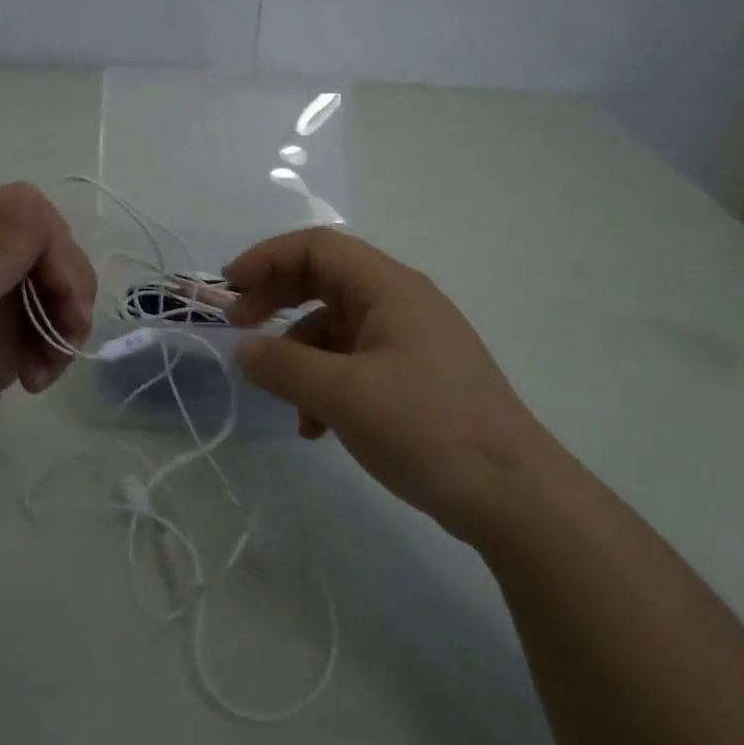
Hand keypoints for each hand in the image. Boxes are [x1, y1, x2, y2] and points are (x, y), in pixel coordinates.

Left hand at [0, 184, 94, 514]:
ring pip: (48, 289)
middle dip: (67, 282)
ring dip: (64, 320)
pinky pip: (41, 330)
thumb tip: (36, 205)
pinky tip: (37, 382)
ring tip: (53, 364)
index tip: (61, 284)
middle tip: (73, 323)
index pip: (17, 206)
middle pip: (41, 246)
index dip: (50, 237)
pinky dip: (51, 351)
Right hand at [224, 227, 555, 541]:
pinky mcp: (415, 375)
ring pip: (335, 326)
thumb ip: (283, 366)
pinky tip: (317, 427)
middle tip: (239, 328)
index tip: (228, 288)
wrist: (514, 497)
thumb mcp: (342, 395)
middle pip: (324, 280)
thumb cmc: (426, 428)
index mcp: (389, 287)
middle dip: (276, 301)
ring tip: (285, 402)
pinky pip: (354, 362)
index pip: (317, 247)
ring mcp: (410, 339)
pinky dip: (326, 383)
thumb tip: (241, 348)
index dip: (267, 258)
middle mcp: (401, 302)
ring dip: (300, 356)